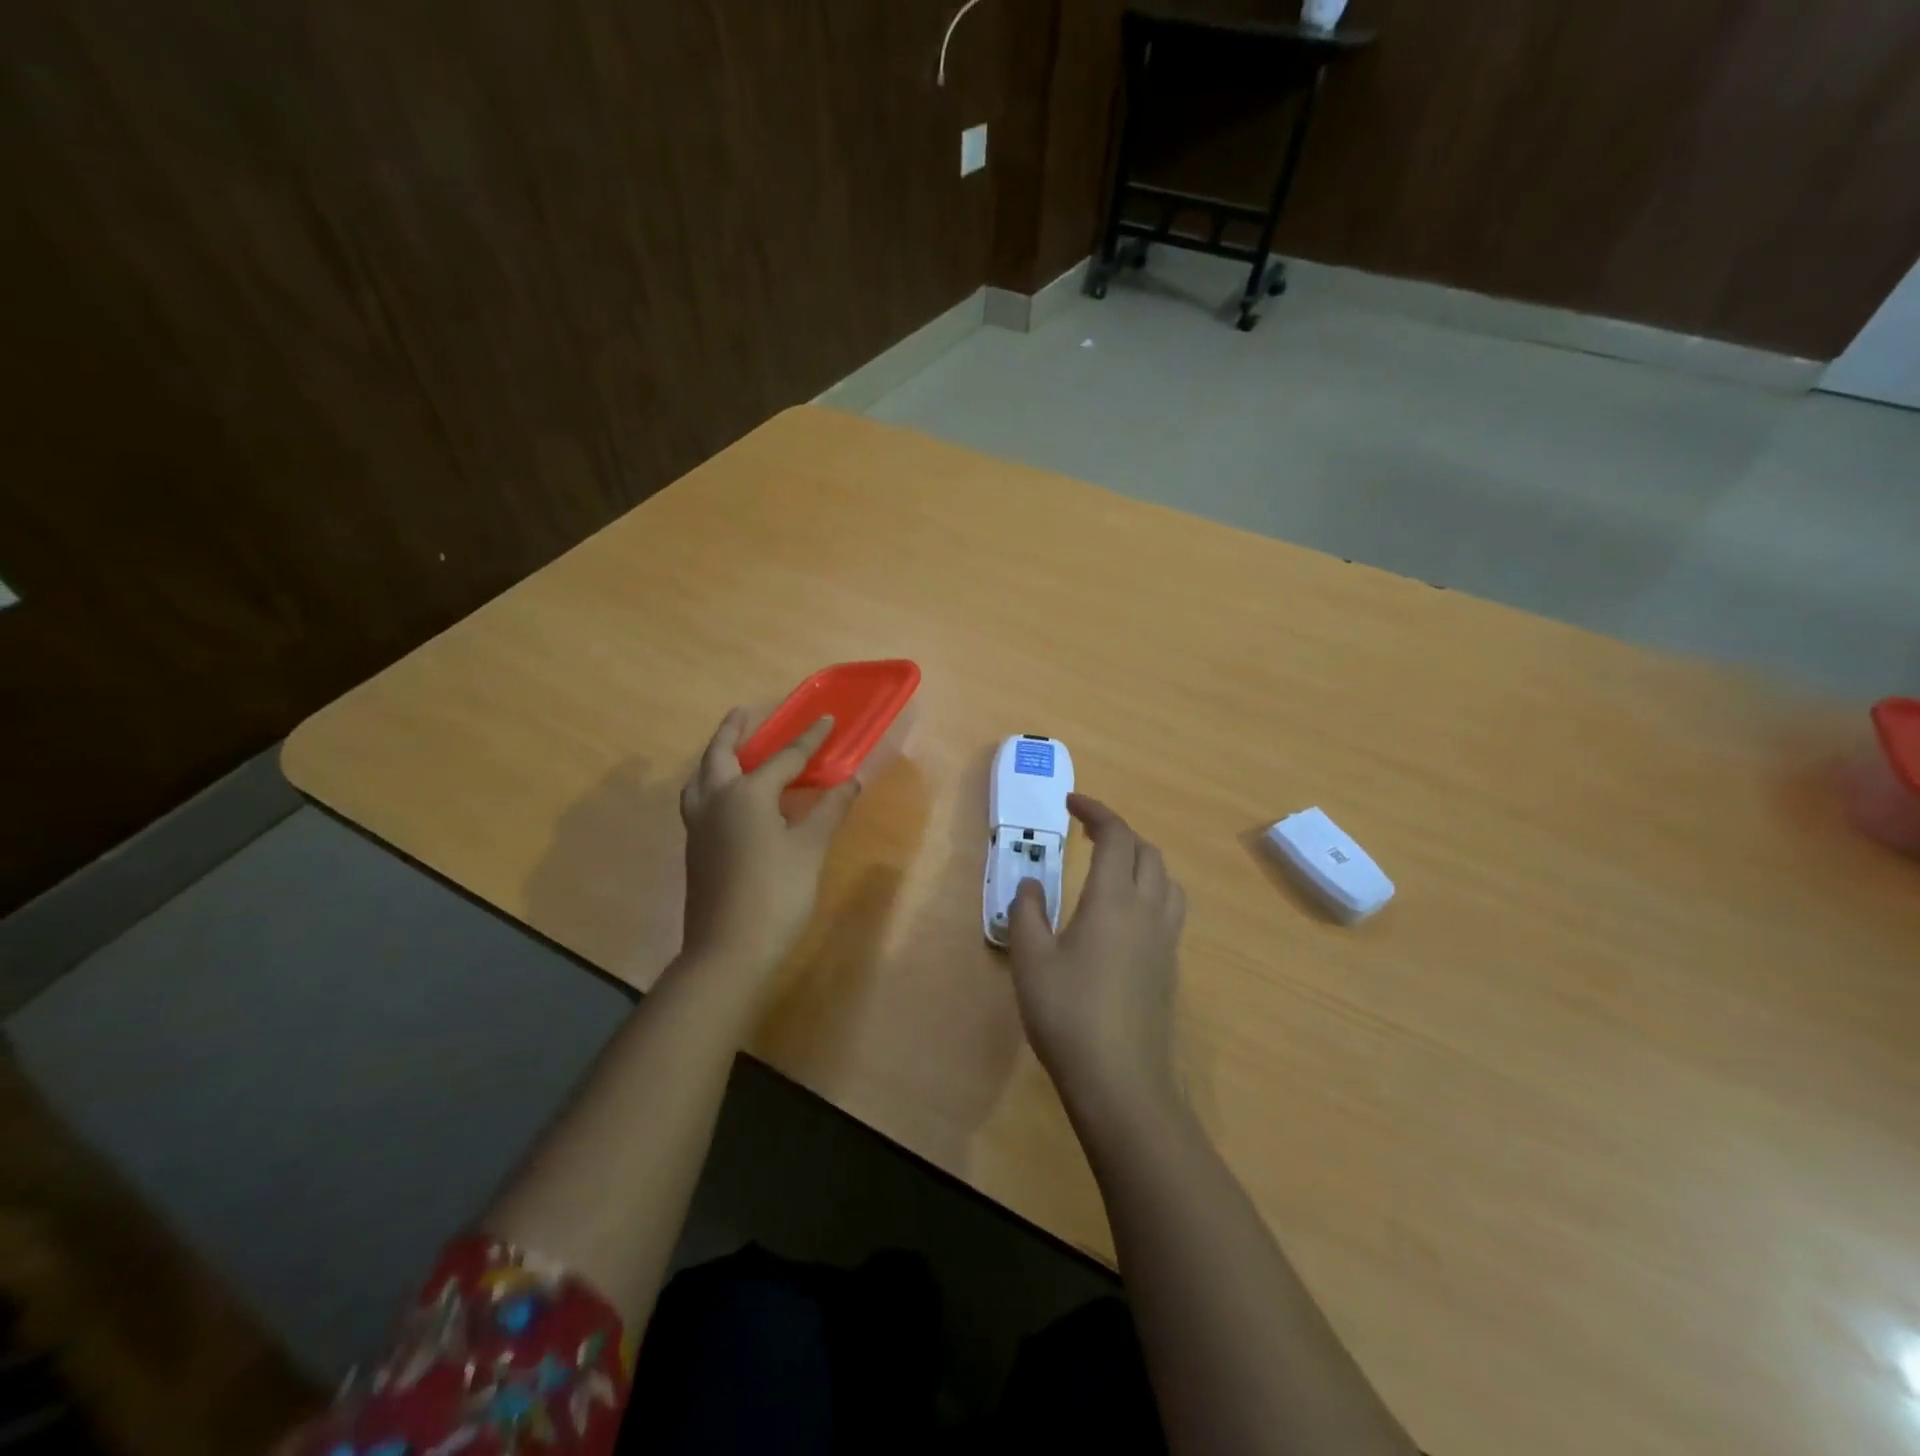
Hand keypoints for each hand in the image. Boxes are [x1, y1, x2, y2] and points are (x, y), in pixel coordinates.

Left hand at [678, 709, 860, 979]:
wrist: (728, 950)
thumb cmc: (776, 893)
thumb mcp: (810, 849)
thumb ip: (830, 810)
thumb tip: (852, 782)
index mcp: (746, 794)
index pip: (784, 758)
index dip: (810, 739)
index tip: (827, 719)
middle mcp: (716, 801)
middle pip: (720, 755)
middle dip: (734, 730)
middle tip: (745, 712)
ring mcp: (699, 826)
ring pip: (700, 778)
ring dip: (714, 757)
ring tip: (730, 751)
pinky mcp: (695, 848)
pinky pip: (698, 799)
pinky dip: (710, 783)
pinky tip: (727, 798)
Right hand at [1009, 794, 1186, 1113]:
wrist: (1120, 1080)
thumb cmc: (1068, 1013)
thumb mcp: (1031, 959)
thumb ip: (1027, 912)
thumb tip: (1031, 884)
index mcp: (1113, 899)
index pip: (1116, 836)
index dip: (1096, 811)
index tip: (1071, 803)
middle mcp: (1148, 910)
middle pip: (1147, 851)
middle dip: (1118, 833)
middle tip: (1086, 836)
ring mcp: (1165, 939)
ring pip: (1165, 878)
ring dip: (1140, 860)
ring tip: (1110, 868)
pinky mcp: (1170, 965)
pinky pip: (1169, 907)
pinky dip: (1150, 889)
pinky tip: (1123, 914)